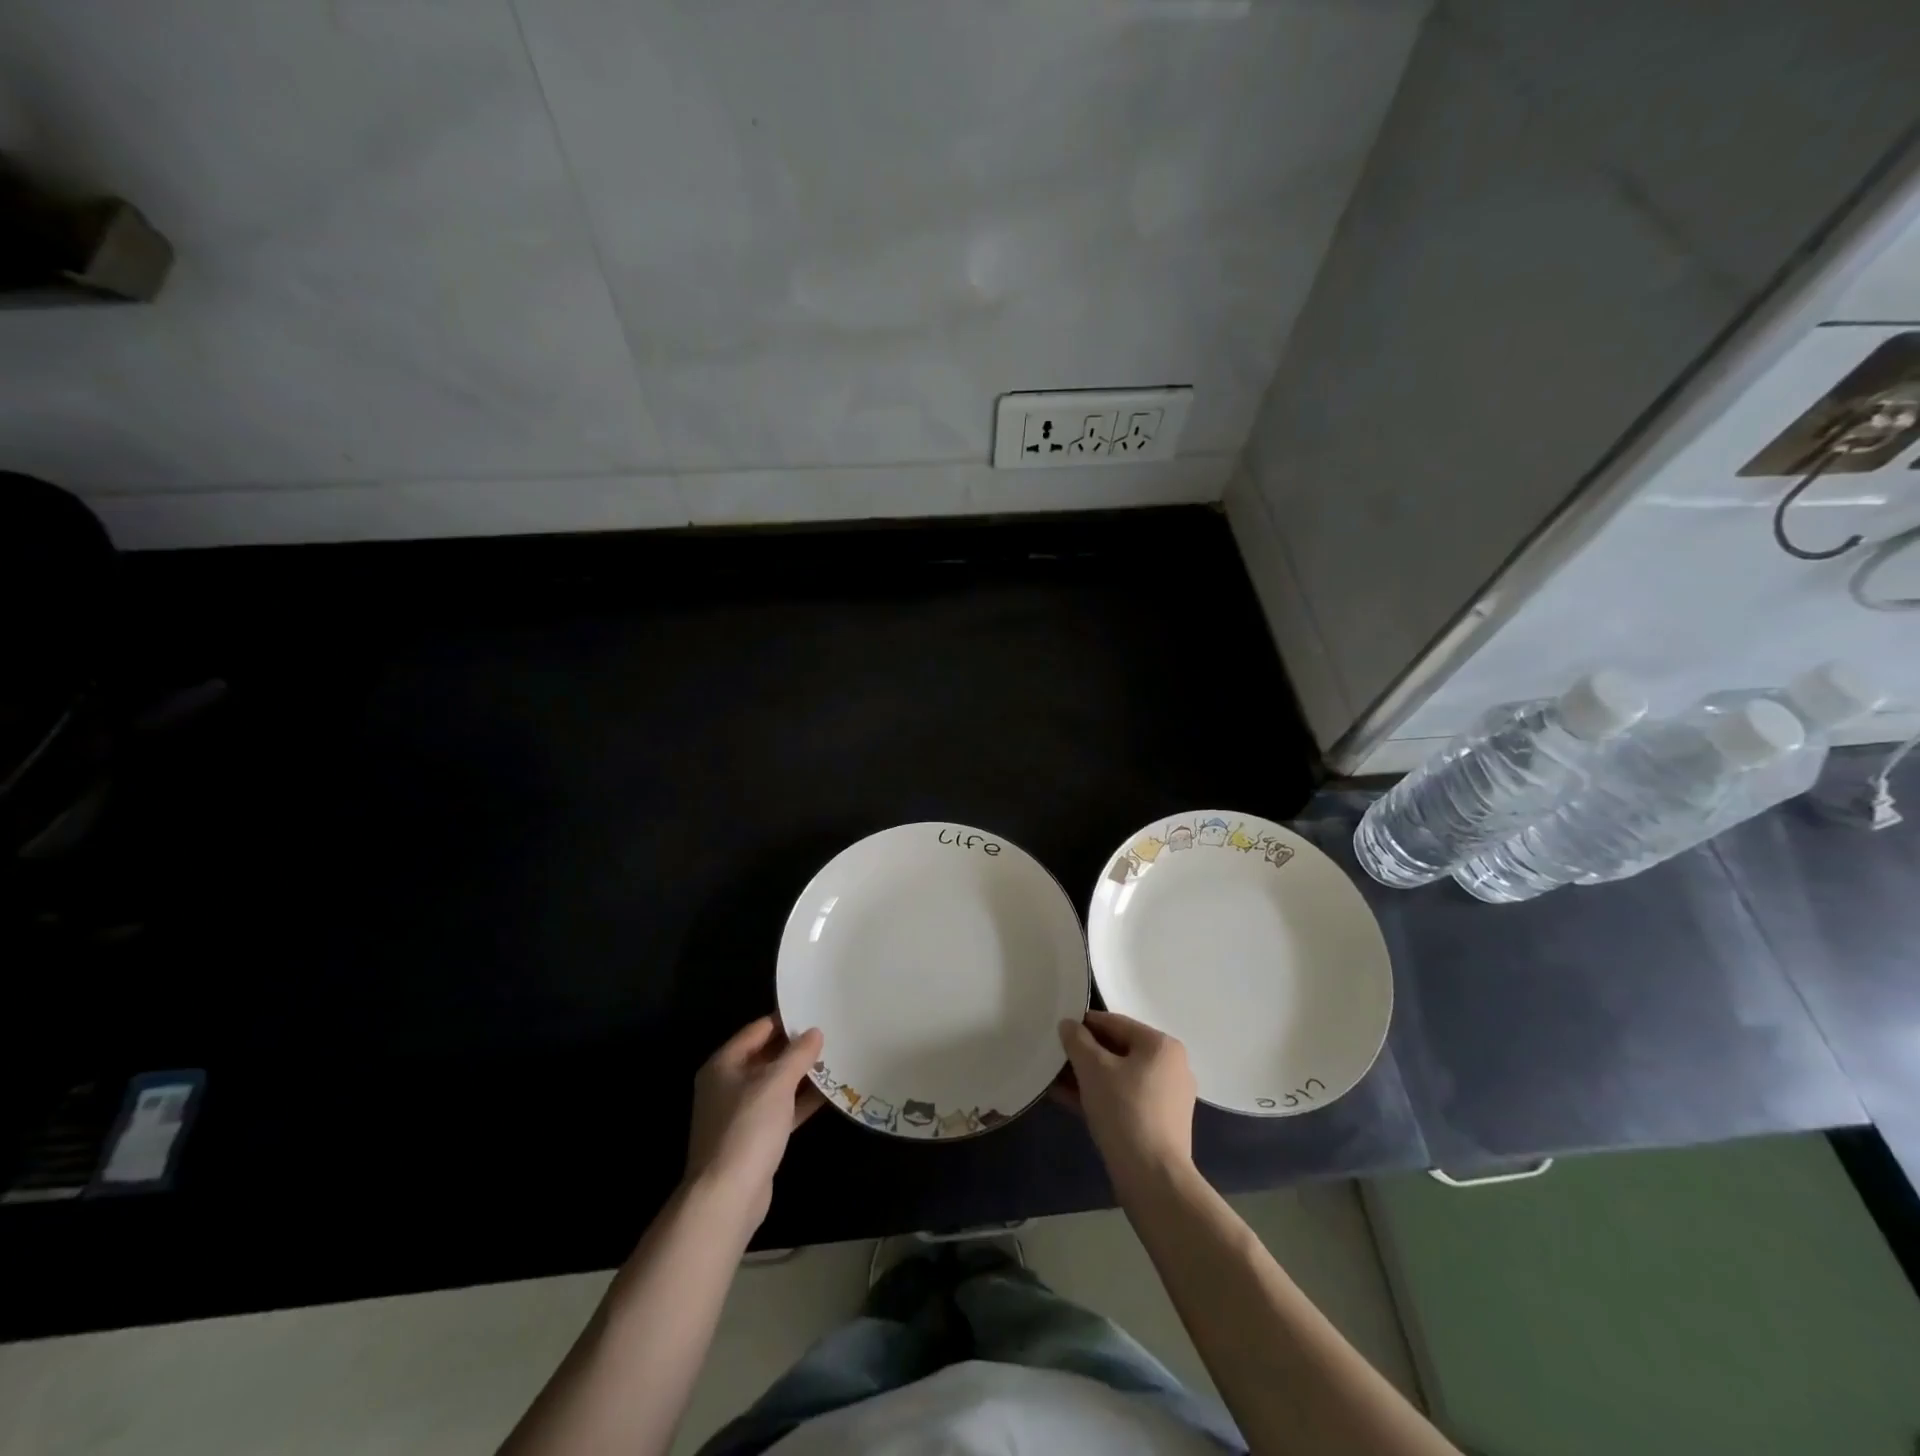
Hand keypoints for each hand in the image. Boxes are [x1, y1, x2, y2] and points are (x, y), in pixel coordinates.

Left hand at [684, 1016, 824, 1226]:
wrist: (727, 1197)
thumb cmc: (747, 1129)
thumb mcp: (776, 1083)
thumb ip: (797, 1054)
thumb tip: (814, 1031)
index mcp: (725, 1064)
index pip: (759, 1029)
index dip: (787, 1019)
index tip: (816, 1010)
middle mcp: (729, 1084)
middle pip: (767, 1055)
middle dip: (798, 1047)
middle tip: (832, 1032)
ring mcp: (741, 1112)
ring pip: (777, 1084)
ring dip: (803, 1074)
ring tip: (837, 1058)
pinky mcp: (755, 1137)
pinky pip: (782, 1109)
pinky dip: (802, 1101)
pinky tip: (830, 1093)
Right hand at [1055, 1011, 1196, 1187]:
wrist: (1153, 1179)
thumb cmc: (1124, 1111)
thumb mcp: (1093, 1069)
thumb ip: (1077, 1041)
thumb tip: (1068, 1025)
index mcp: (1161, 1046)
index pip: (1115, 1023)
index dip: (1083, 1024)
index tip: (1057, 1030)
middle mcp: (1170, 1066)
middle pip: (1118, 1050)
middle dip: (1083, 1054)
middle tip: (1054, 1056)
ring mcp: (1167, 1097)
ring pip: (1119, 1077)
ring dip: (1087, 1077)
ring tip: (1054, 1078)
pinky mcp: (1159, 1124)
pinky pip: (1124, 1099)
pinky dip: (1099, 1096)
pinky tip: (1068, 1100)